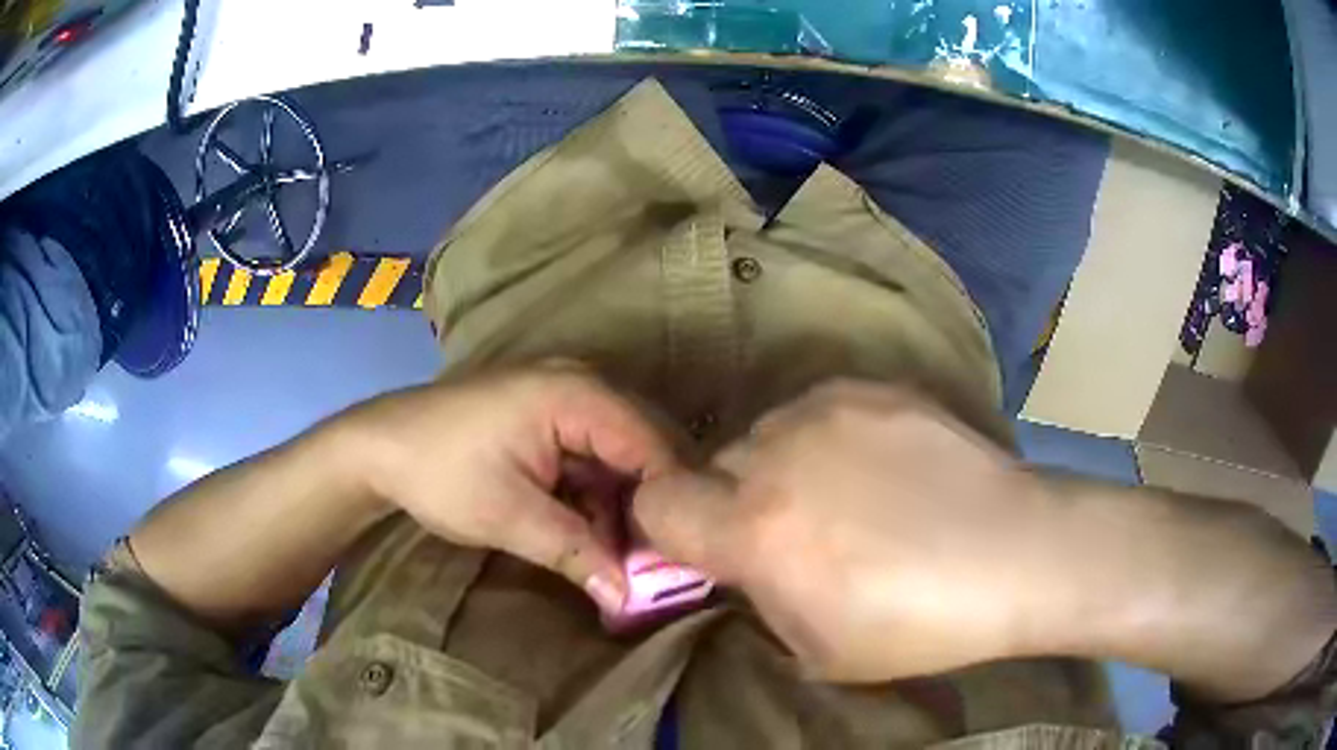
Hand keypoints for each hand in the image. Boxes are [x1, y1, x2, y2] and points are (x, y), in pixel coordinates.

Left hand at [349, 362, 677, 611]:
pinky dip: (599, 492)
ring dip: (625, 503)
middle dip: (652, 503)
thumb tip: (629, 598)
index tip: (682, 555)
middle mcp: (582, 383)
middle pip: (644, 444)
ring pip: (621, 452)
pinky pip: (594, 452)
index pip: (652, 445)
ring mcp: (565, 395)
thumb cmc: (441, 473)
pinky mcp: (549, 414)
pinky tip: (597, 530)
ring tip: (631, 554)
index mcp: (576, 394)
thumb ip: (576, 554)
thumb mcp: (509, 518)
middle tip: (662, 559)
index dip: (671, 502)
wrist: (380, 447)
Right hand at [633, 381, 1053, 680]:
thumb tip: (741, 567)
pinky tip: (884, 467)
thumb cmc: (919, 623)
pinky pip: (817, 412)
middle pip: (714, 467)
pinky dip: (829, 439)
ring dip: (784, 467)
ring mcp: (826, 410)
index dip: (670, 527)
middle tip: (796, 533)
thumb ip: (758, 600)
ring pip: (766, 435)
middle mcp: (775, 455)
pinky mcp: (871, 388)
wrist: (1018, 552)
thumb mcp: (815, 650)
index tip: (707, 549)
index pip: (655, 501)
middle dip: (737, 502)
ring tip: (849, 497)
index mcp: (754, 531)